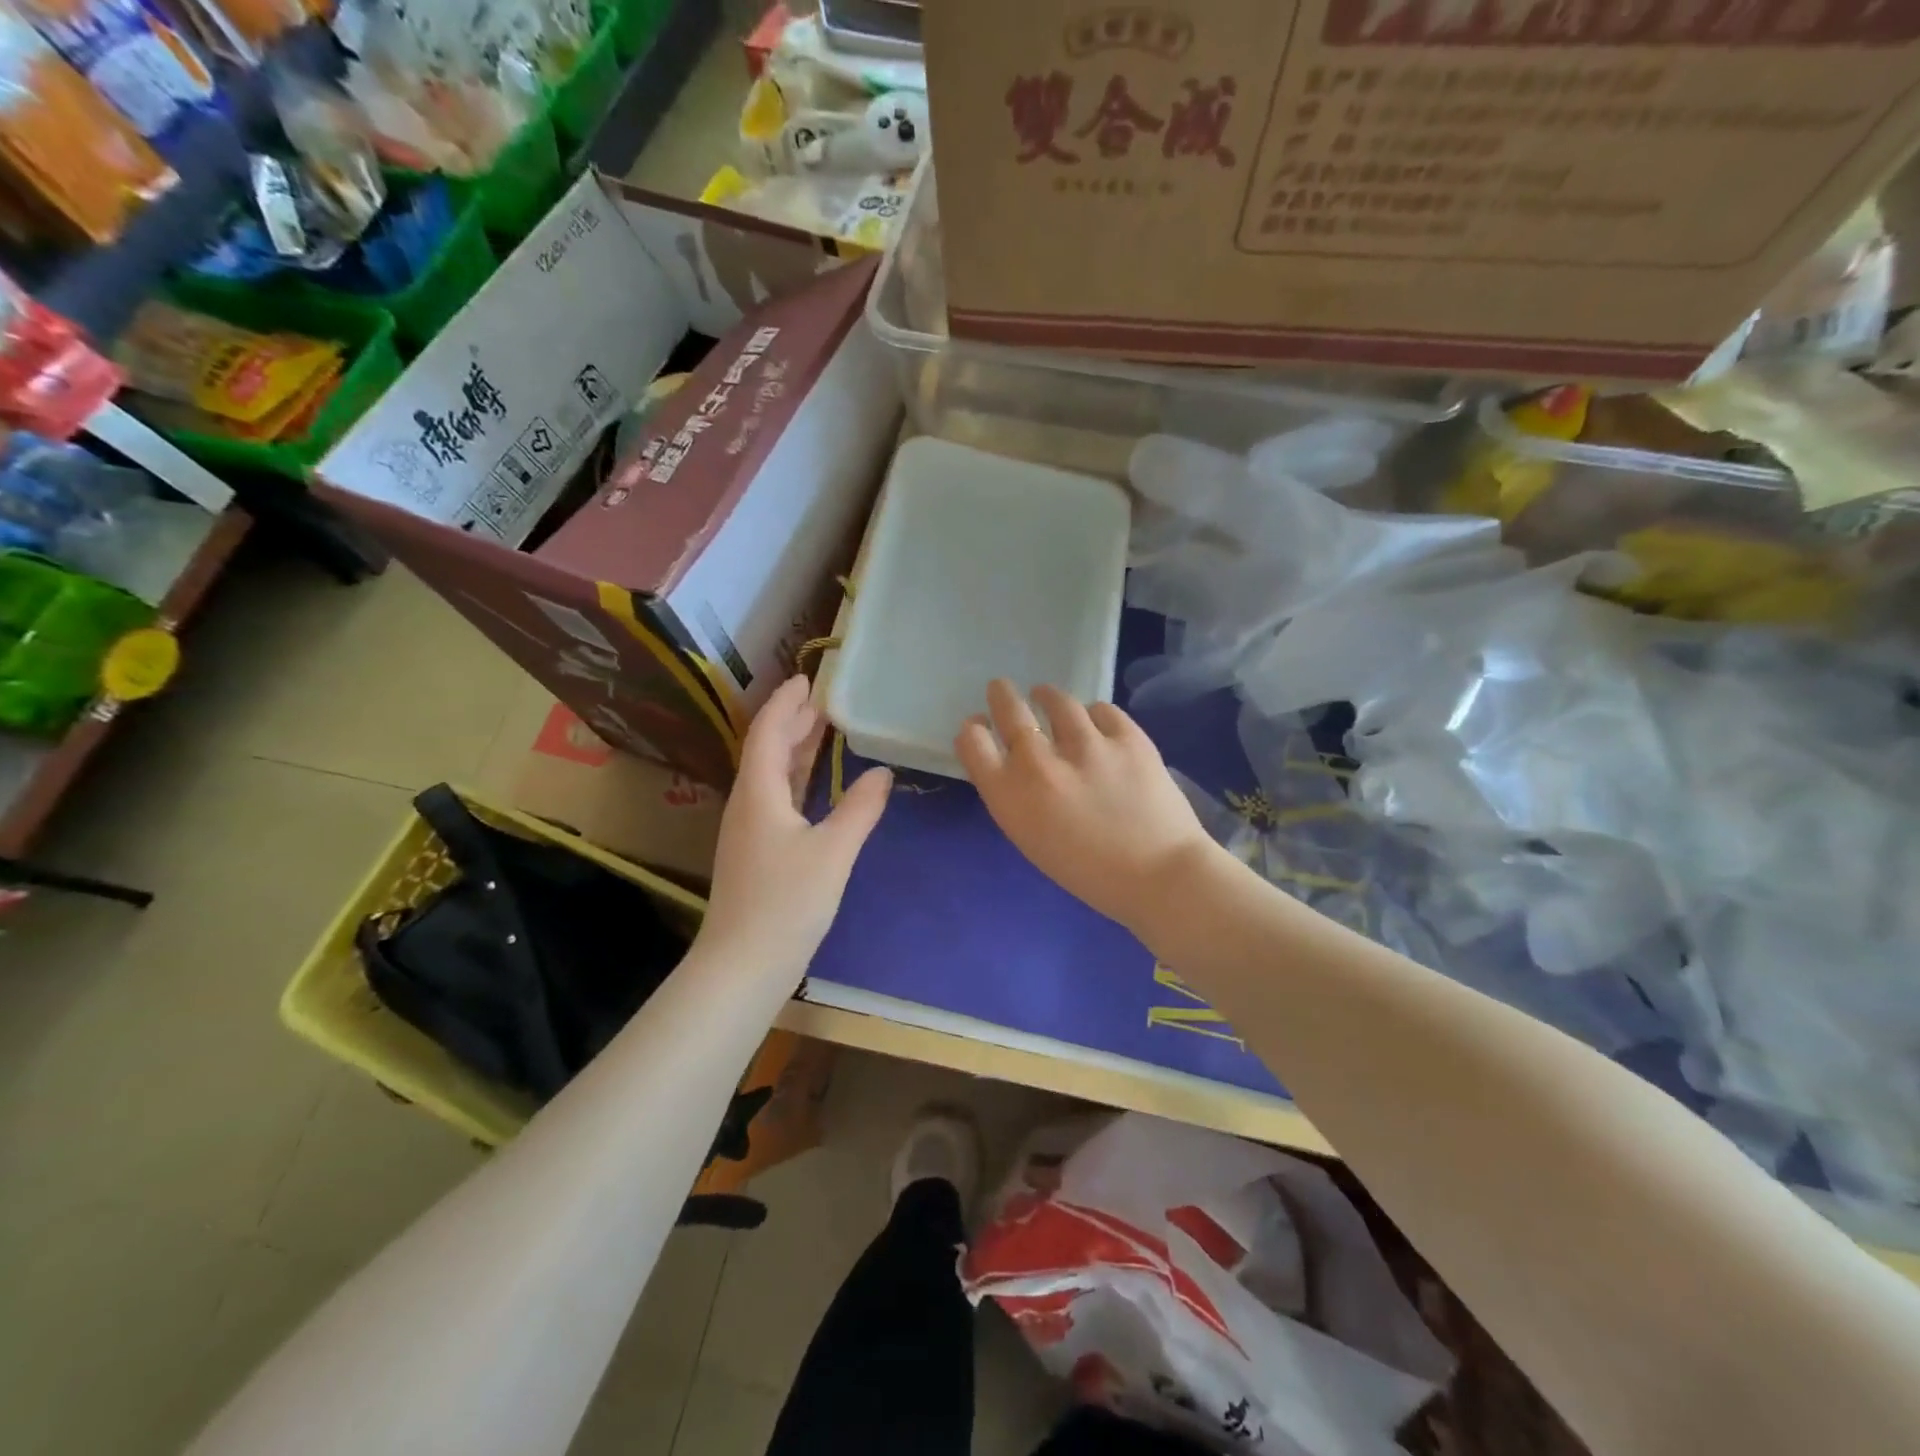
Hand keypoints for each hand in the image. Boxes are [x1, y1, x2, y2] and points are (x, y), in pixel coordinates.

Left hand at [700, 675, 890, 978]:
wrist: (742, 966)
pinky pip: (776, 798)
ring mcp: (749, 829)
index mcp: (758, 792)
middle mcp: (747, 803)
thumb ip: (860, 809)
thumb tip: (882, 772)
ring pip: (771, 775)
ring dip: (794, 749)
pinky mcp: (756, 851)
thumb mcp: (832, 853)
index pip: (768, 731)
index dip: (787, 702)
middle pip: (767, 749)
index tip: (808, 678)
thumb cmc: (786, 903)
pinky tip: (813, 785)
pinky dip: (795, 779)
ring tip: (822, 729)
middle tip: (823, 699)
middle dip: (793, 721)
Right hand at [955, 680, 1215, 934]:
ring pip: (1056, 700)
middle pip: (1008, 709)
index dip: (973, 730)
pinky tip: (1096, 724)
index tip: (980, 727)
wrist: (1158, 876)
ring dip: (1047, 697)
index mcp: (1010, 796)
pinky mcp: (1126, 735)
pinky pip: (1101, 709)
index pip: (972, 742)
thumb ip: (1016, 798)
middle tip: (1001, 689)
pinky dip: (1093, 715)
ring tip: (1046, 697)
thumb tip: (1013, 765)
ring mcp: (1085, 744)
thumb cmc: (1088, 874)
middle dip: (1002, 695)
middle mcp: (1039, 762)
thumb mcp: (1032, 839)